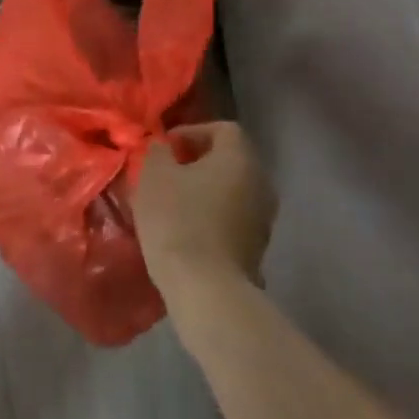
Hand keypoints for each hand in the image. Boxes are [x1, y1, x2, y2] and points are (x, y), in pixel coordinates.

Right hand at [133, 121, 276, 296]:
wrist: (206, 289)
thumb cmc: (178, 219)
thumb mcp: (154, 174)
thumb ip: (159, 152)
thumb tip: (166, 148)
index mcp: (240, 160)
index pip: (224, 129)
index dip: (193, 131)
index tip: (167, 148)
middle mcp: (261, 184)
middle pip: (230, 160)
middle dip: (198, 162)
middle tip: (167, 172)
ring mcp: (263, 220)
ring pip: (232, 191)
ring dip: (204, 190)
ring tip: (172, 202)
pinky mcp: (256, 249)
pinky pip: (233, 218)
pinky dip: (212, 216)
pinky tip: (185, 230)